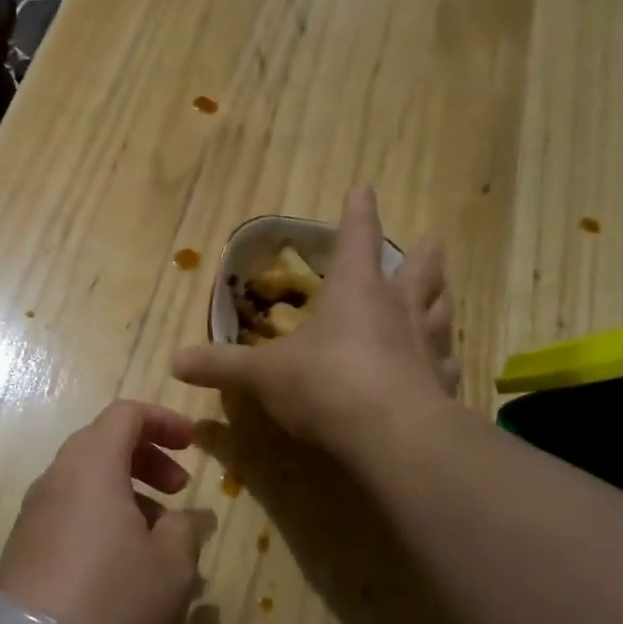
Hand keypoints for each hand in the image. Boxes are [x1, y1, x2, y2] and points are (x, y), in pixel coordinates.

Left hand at [0, 400, 211, 623]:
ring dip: (125, 493)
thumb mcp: (172, 566)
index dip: (164, 420)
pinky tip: (122, 566)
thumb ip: (184, 528)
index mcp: (92, 466)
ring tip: (157, 537)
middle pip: (102, 444)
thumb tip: (180, 518)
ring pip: (84, 482)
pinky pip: (68, 514)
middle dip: (146, 458)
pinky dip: (100, 519)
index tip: (193, 444)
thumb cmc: (114, 601)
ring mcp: (33, 515)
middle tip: (179, 490)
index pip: (125, 413)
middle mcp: (56, 479)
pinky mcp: (22, 550)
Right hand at [172, 186, 457, 447]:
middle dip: (422, 254)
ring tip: (445, 292)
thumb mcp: (263, 375)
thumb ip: (222, 366)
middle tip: (434, 239)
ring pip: (441, 311)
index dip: (359, 212)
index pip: (358, 237)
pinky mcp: (443, 385)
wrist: (391, 435)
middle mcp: (397, 309)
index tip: (365, 188)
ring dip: (441, 298)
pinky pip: (448, 364)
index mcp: (355, 291)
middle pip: (419, 271)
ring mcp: (427, 346)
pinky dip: (446, 359)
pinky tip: (447, 363)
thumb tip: (174, 361)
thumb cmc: (324, 385)